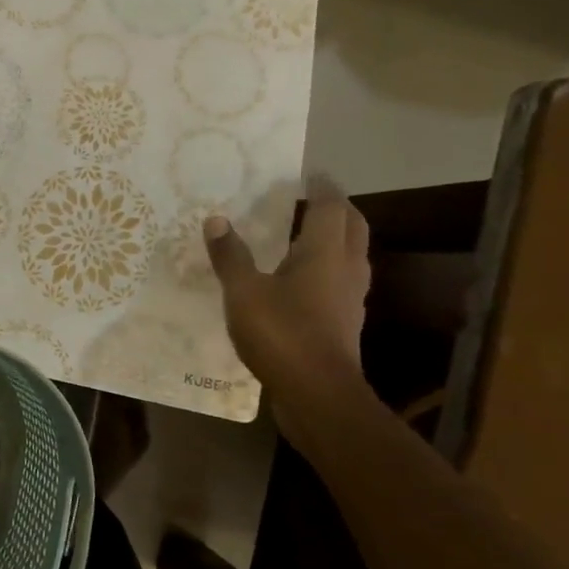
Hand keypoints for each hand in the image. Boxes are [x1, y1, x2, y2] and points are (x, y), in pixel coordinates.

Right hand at [204, 179, 370, 398]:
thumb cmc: (282, 334)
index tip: (312, 173)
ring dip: (337, 238)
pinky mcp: (345, 322)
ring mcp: (350, 298)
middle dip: (338, 209)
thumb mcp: (243, 292)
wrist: (318, 394)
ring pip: (351, 255)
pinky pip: (341, 280)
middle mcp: (345, 269)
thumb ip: (230, 256)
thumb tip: (217, 220)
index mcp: (324, 253)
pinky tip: (304, 279)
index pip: (332, 208)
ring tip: (309, 233)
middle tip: (315, 198)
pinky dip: (328, 267)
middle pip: (352, 228)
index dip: (323, 188)